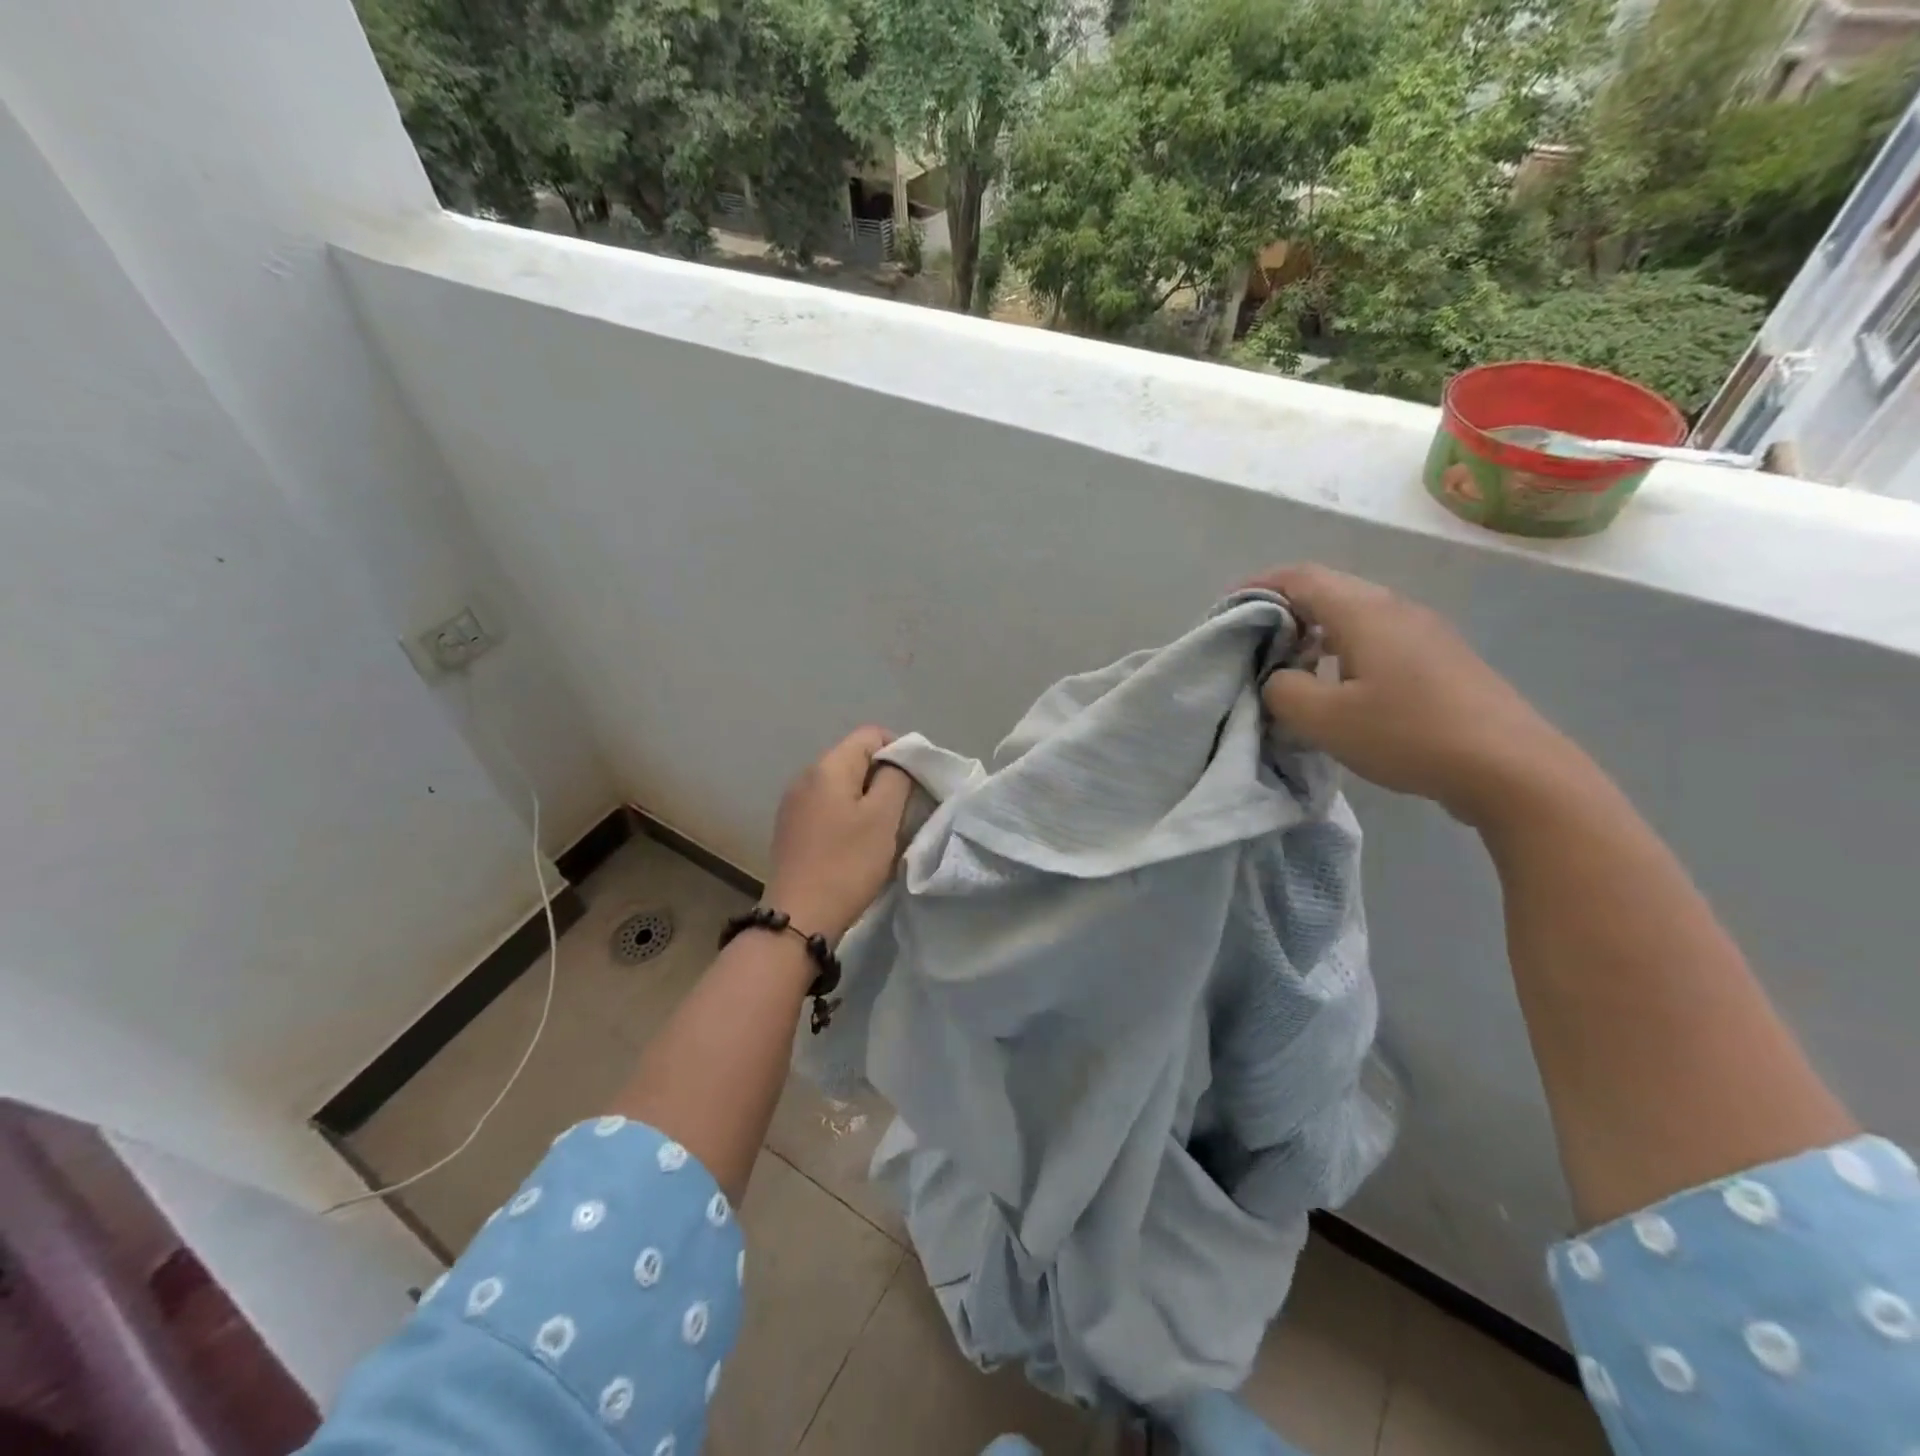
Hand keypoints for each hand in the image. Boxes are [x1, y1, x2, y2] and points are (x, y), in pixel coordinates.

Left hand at [765, 727, 913, 942]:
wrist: (799, 917)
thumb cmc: (847, 863)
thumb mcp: (883, 818)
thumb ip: (895, 779)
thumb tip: (896, 763)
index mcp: (828, 767)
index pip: (870, 734)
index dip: (899, 750)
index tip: (916, 781)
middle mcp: (805, 776)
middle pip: (854, 758)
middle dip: (884, 776)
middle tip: (904, 808)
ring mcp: (793, 804)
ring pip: (841, 785)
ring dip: (866, 799)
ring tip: (883, 828)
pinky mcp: (790, 829)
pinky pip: (827, 807)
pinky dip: (847, 816)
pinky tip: (856, 844)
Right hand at [1249, 564, 1582, 825]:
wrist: (1510, 768)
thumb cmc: (1408, 734)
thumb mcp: (1325, 719)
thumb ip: (1283, 690)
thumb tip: (1277, 678)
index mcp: (1365, 612)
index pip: (1300, 577)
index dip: (1258, 586)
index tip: (1227, 608)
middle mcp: (1396, 609)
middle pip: (1328, 591)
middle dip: (1283, 610)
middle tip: (1251, 642)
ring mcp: (1424, 633)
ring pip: (1353, 616)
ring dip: (1313, 633)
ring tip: (1287, 666)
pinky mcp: (1439, 660)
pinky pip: (1376, 639)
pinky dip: (1341, 649)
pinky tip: (1336, 686)